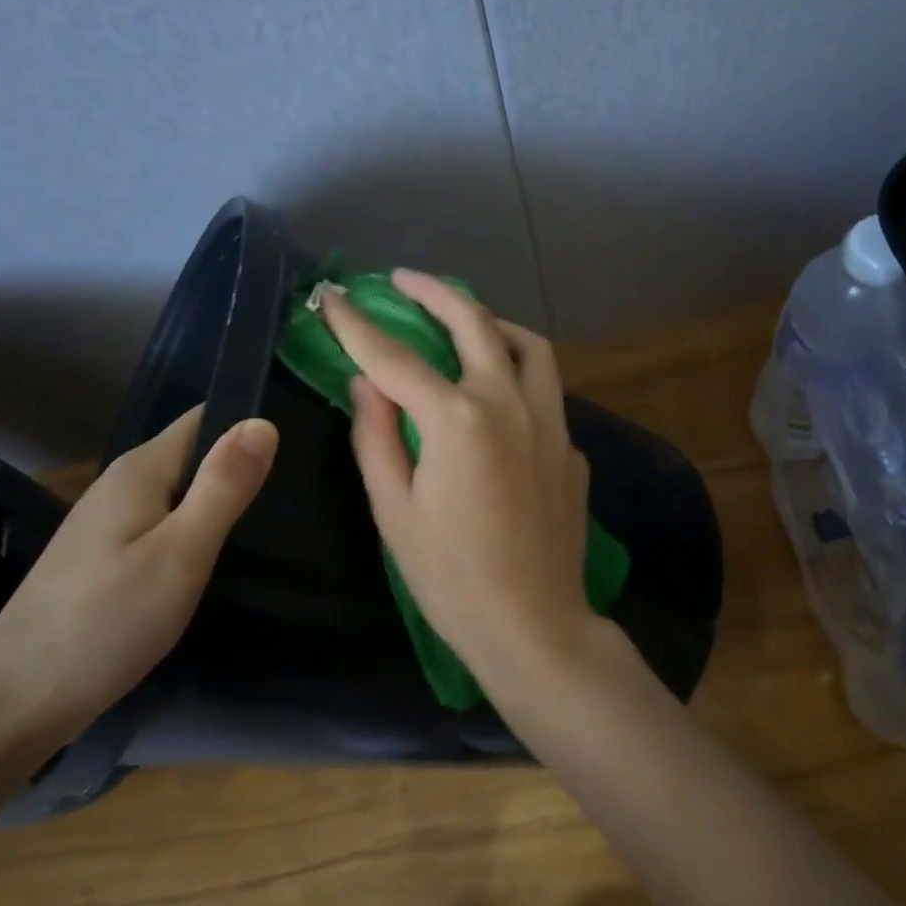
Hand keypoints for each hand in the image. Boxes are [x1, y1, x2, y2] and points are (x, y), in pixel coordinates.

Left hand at [0, 406, 276, 743]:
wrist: (15, 704)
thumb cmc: (107, 622)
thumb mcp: (181, 552)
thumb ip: (223, 487)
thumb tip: (264, 422)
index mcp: (139, 470)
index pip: (205, 420)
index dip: (250, 427)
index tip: (299, 451)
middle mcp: (120, 485)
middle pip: (193, 456)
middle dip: (240, 470)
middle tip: (296, 500)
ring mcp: (107, 524)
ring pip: (179, 495)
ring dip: (219, 506)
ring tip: (270, 530)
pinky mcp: (104, 559)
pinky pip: (163, 527)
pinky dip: (194, 536)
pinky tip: (215, 565)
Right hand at [321, 270, 595, 693]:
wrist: (534, 625)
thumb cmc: (450, 577)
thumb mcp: (394, 510)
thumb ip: (376, 437)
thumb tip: (366, 383)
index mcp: (457, 419)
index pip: (395, 357)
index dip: (357, 325)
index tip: (333, 297)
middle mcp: (510, 404)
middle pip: (474, 323)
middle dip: (434, 292)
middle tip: (403, 280)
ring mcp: (552, 422)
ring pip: (529, 346)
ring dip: (492, 323)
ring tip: (464, 323)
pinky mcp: (571, 447)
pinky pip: (545, 392)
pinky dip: (517, 375)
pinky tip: (498, 397)